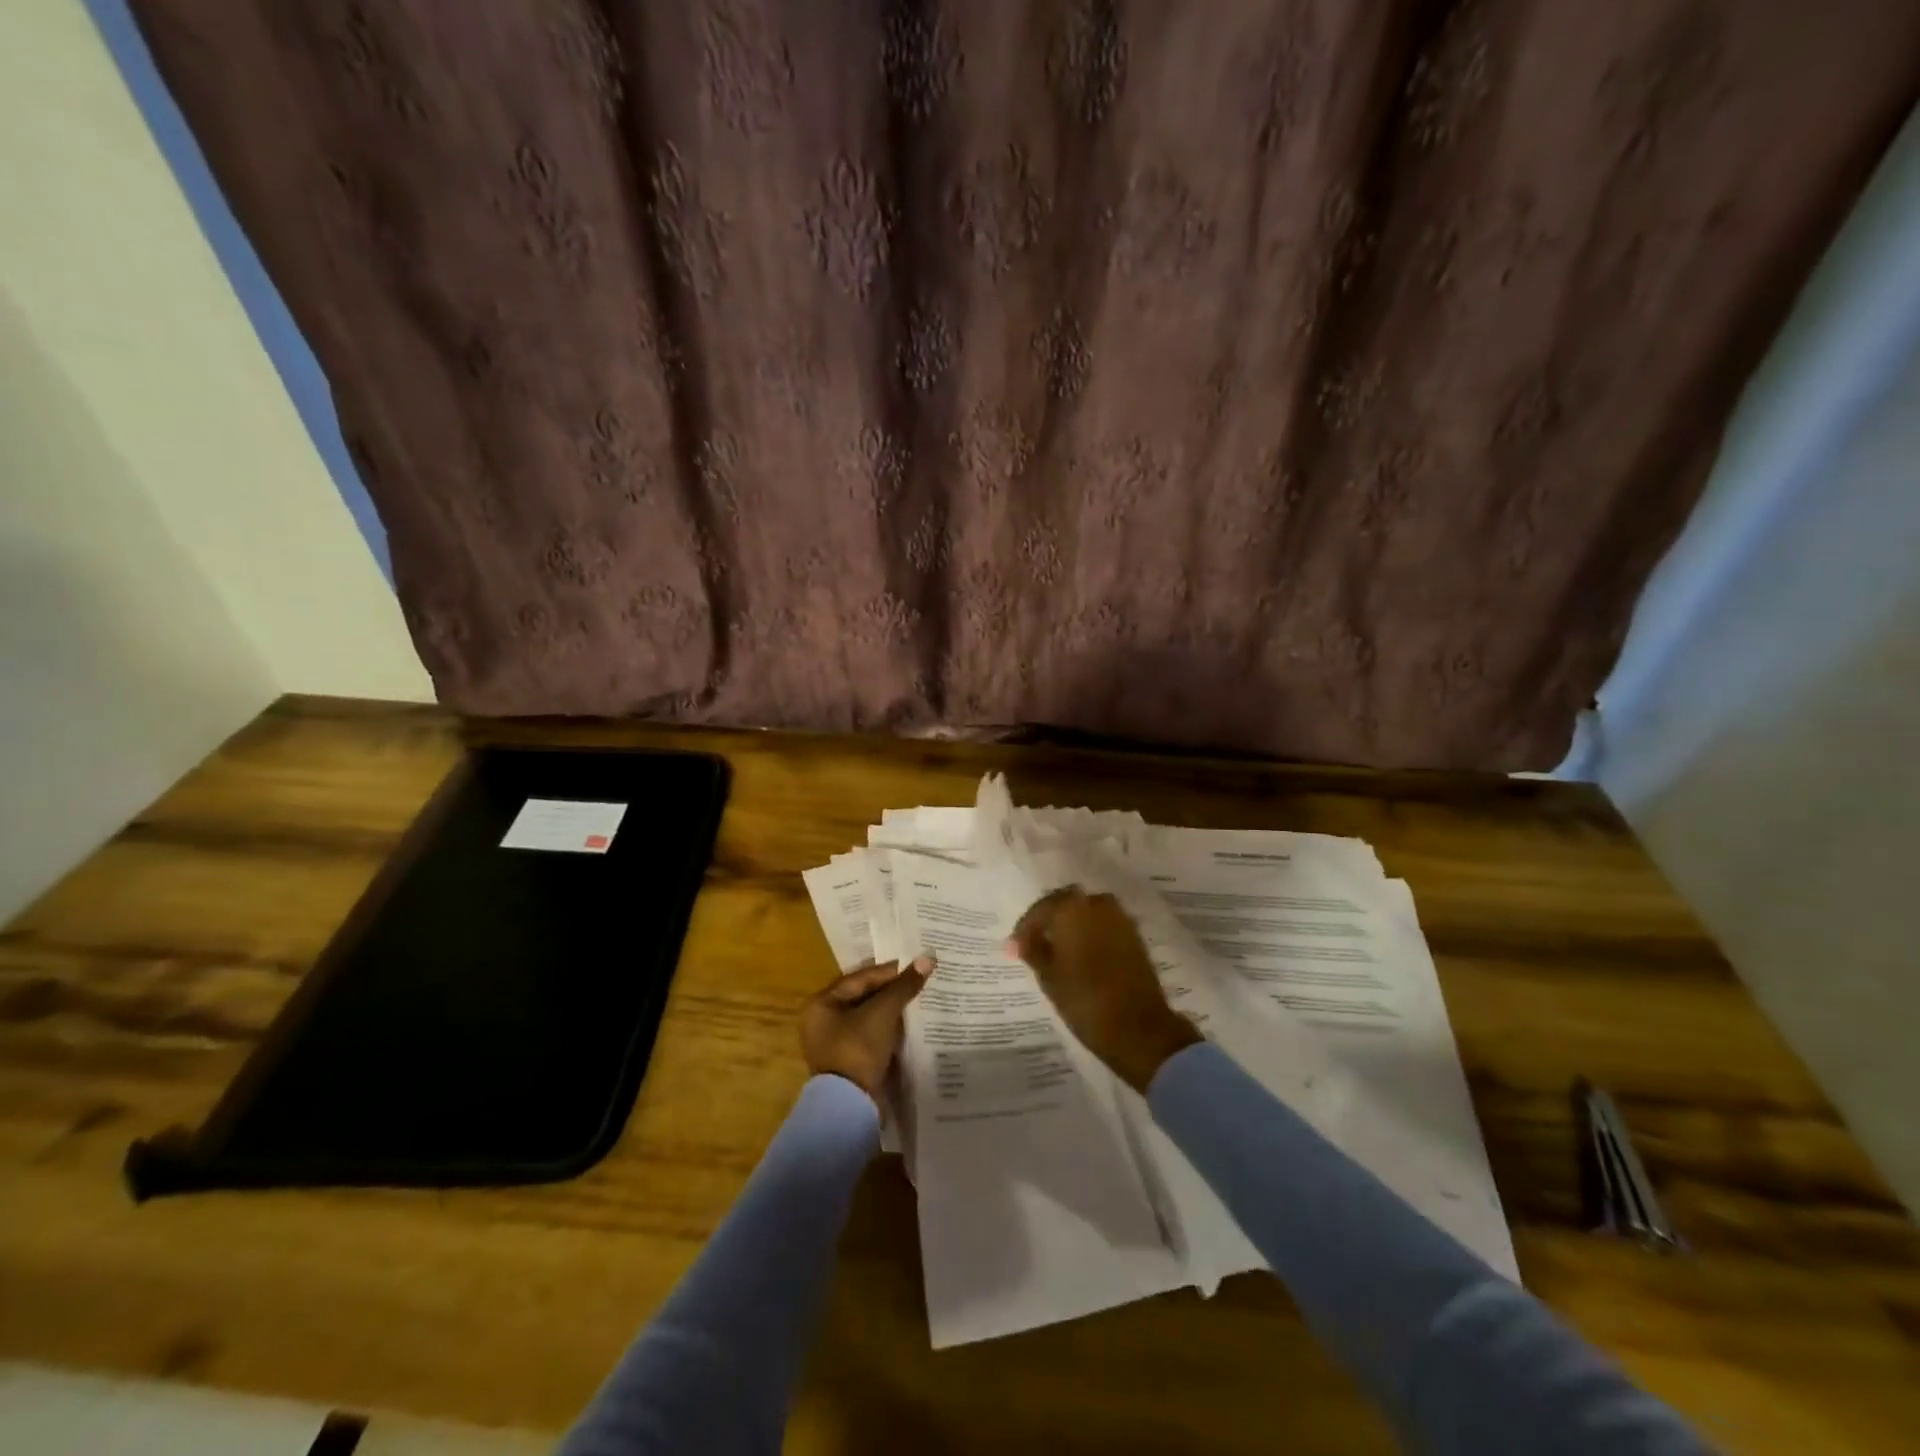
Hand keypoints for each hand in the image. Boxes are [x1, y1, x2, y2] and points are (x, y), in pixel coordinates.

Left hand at [799, 956, 933, 1101]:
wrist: (850, 1106)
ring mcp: (836, 1043)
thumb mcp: (882, 1013)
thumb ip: (903, 986)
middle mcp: (823, 1021)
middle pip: (864, 996)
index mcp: (822, 1004)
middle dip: (892, 990)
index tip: (916, 966)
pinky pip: (871, 1035)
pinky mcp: (850, 1061)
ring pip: (869, 1017)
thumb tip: (927, 959)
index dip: (890, 971)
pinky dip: (889, 1029)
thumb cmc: (858, 1049)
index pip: (860, 978)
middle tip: (920, 980)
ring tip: (920, 999)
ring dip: (892, 1010)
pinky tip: (910, 1024)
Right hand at [1009, 887, 1201, 1092]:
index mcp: (1071, 908)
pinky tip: (1081, 956)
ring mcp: (1120, 918)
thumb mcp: (1048, 976)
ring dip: (1072, 926)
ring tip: (1059, 951)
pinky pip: (1105, 926)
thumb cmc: (1084, 999)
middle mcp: (1097, 904)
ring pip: (1087, 913)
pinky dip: (1091, 934)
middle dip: (1050, 921)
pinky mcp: (1134, 936)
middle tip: (1036, 944)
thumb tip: (1016, 941)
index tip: (1015, 948)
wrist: (1138, 1027)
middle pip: (1066, 904)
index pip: (1040, 909)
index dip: (1025, 928)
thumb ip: (1032, 950)